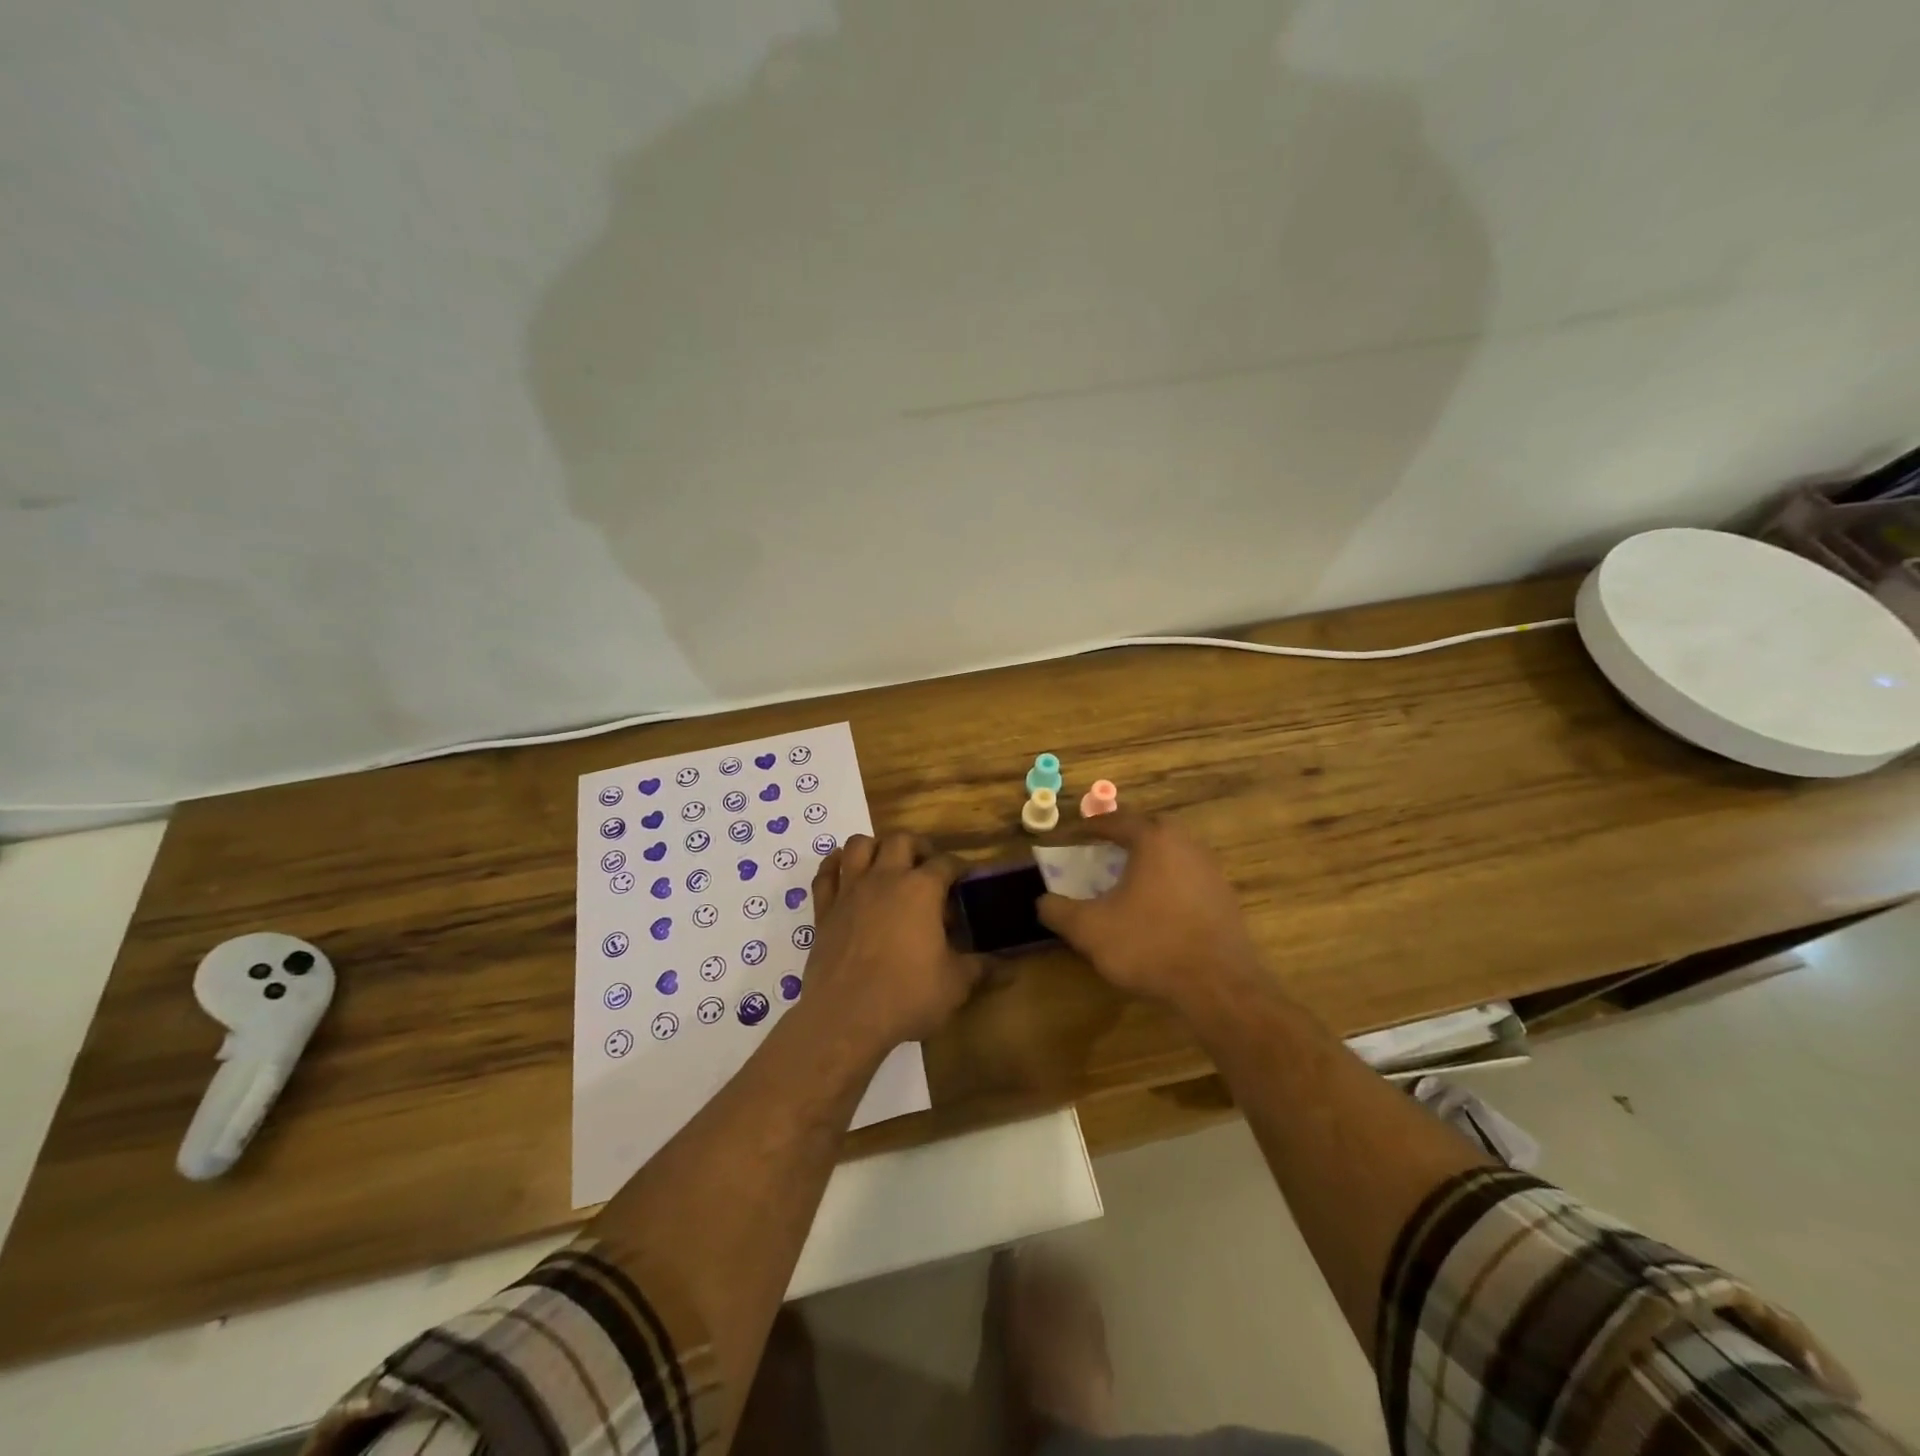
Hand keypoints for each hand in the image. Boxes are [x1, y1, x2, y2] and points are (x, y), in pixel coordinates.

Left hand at [800, 833, 984, 1055]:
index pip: (946, 862)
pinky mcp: (824, 910)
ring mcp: (850, 891)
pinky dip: (834, 866)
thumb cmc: (907, 995)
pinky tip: (843, 871)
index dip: (960, 868)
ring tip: (886, 865)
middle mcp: (885, 878)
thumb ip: (982, 969)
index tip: (966, 880)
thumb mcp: (955, 984)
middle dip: (918, 848)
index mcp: (922, 889)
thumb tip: (1010, 969)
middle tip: (927, 869)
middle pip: (901, 840)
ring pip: (859, 845)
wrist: (846, 1016)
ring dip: (874, 847)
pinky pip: (825, 875)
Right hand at [1036, 811, 1264, 1013]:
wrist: (1218, 985)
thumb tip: (1042, 901)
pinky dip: (1168, 883)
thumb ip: (1059, 911)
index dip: (1092, 827)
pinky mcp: (1225, 897)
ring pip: (1172, 854)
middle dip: (1125, 838)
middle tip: (1103, 852)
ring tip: (1127, 881)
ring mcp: (1211, 870)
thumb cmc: (1149, 944)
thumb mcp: (1090, 929)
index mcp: (1153, 840)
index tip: (1075, 835)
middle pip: (1150, 830)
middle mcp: (1186, 844)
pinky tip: (1156, 909)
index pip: (1117, 820)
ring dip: (1148, 861)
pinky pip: (1188, 878)